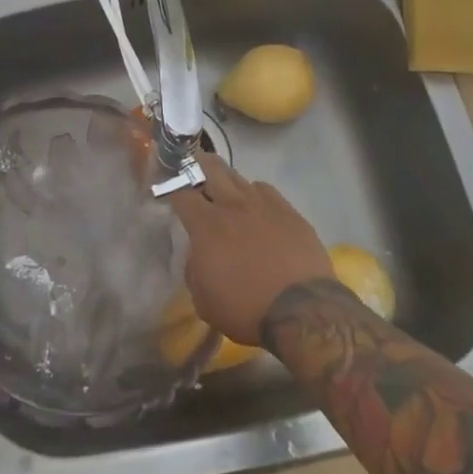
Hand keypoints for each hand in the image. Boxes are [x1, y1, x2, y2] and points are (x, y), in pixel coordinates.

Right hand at [169, 154, 332, 346]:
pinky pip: (266, 190)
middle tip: (194, 163)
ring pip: (240, 177)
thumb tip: (198, 253)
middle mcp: (233, 205)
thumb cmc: (245, 308)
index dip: (172, 189)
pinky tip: (257, 206)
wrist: (302, 310)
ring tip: (225, 186)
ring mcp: (264, 204)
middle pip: (212, 168)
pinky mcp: (289, 211)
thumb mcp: (203, 299)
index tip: (170, 191)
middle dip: (198, 163)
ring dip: (228, 179)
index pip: (181, 193)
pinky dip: (256, 193)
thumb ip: (194, 268)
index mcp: (206, 224)